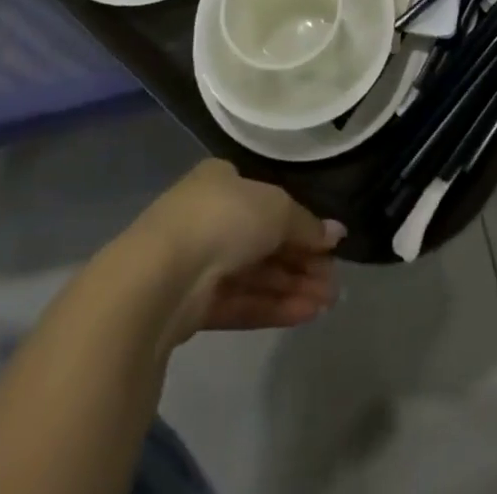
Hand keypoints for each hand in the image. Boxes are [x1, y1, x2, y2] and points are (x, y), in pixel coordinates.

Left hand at [136, 161, 343, 342]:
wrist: (160, 277)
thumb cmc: (223, 219)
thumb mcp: (277, 208)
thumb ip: (306, 225)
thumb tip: (336, 234)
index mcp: (222, 181)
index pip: (269, 201)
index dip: (301, 223)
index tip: (330, 245)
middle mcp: (210, 217)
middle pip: (265, 240)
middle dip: (301, 261)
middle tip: (334, 281)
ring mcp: (199, 262)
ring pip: (255, 275)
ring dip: (292, 287)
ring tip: (329, 303)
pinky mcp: (193, 306)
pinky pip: (241, 302)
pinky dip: (273, 307)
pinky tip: (306, 315)